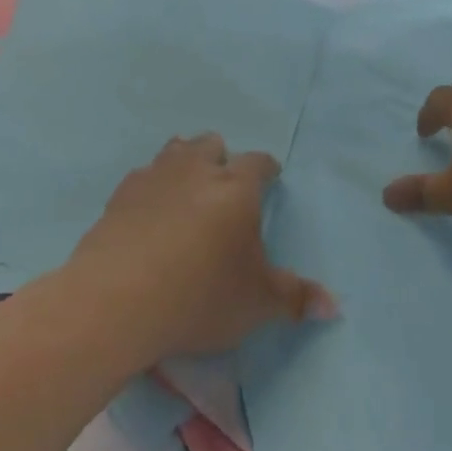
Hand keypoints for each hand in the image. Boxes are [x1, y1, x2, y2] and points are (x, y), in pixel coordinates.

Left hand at [68, 135, 333, 363]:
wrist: (117, 298)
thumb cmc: (200, 295)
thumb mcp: (257, 303)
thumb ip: (296, 298)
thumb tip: (334, 306)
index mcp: (236, 188)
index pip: (258, 162)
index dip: (267, 168)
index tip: (271, 176)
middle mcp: (196, 170)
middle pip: (211, 144)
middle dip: (221, 158)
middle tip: (224, 185)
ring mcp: (154, 177)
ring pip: (174, 151)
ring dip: (185, 162)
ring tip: (187, 189)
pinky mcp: (120, 195)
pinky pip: (142, 176)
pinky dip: (152, 187)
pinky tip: (149, 211)